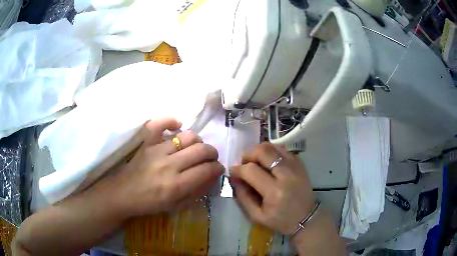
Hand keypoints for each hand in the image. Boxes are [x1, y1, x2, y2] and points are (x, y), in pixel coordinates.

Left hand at [111, 118, 223, 217]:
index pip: (207, 170)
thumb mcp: (176, 206)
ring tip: (196, 147)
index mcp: (176, 185)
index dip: (218, 168)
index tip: (218, 169)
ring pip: (187, 136)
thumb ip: (197, 191)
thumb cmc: (150, 203)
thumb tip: (212, 177)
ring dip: (198, 141)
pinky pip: (160, 123)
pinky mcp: (146, 142)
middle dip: (212, 153)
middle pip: (201, 150)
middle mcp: (169, 165)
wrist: (123, 194)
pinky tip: (177, 126)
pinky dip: (171, 121)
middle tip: (211, 158)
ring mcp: (156, 150)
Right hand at [230, 142, 314, 234]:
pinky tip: (268, 161)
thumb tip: (234, 178)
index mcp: (274, 192)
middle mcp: (286, 175)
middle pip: (263, 151)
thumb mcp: (257, 215)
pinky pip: (282, 149)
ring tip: (255, 161)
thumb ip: (243, 196)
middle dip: (248, 154)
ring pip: (273, 146)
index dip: (237, 169)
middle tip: (244, 163)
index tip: (232, 171)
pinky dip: (272, 152)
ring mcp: (295, 167)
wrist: (306, 217)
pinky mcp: (300, 164)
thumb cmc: (280, 220)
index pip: (251, 170)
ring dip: (259, 151)